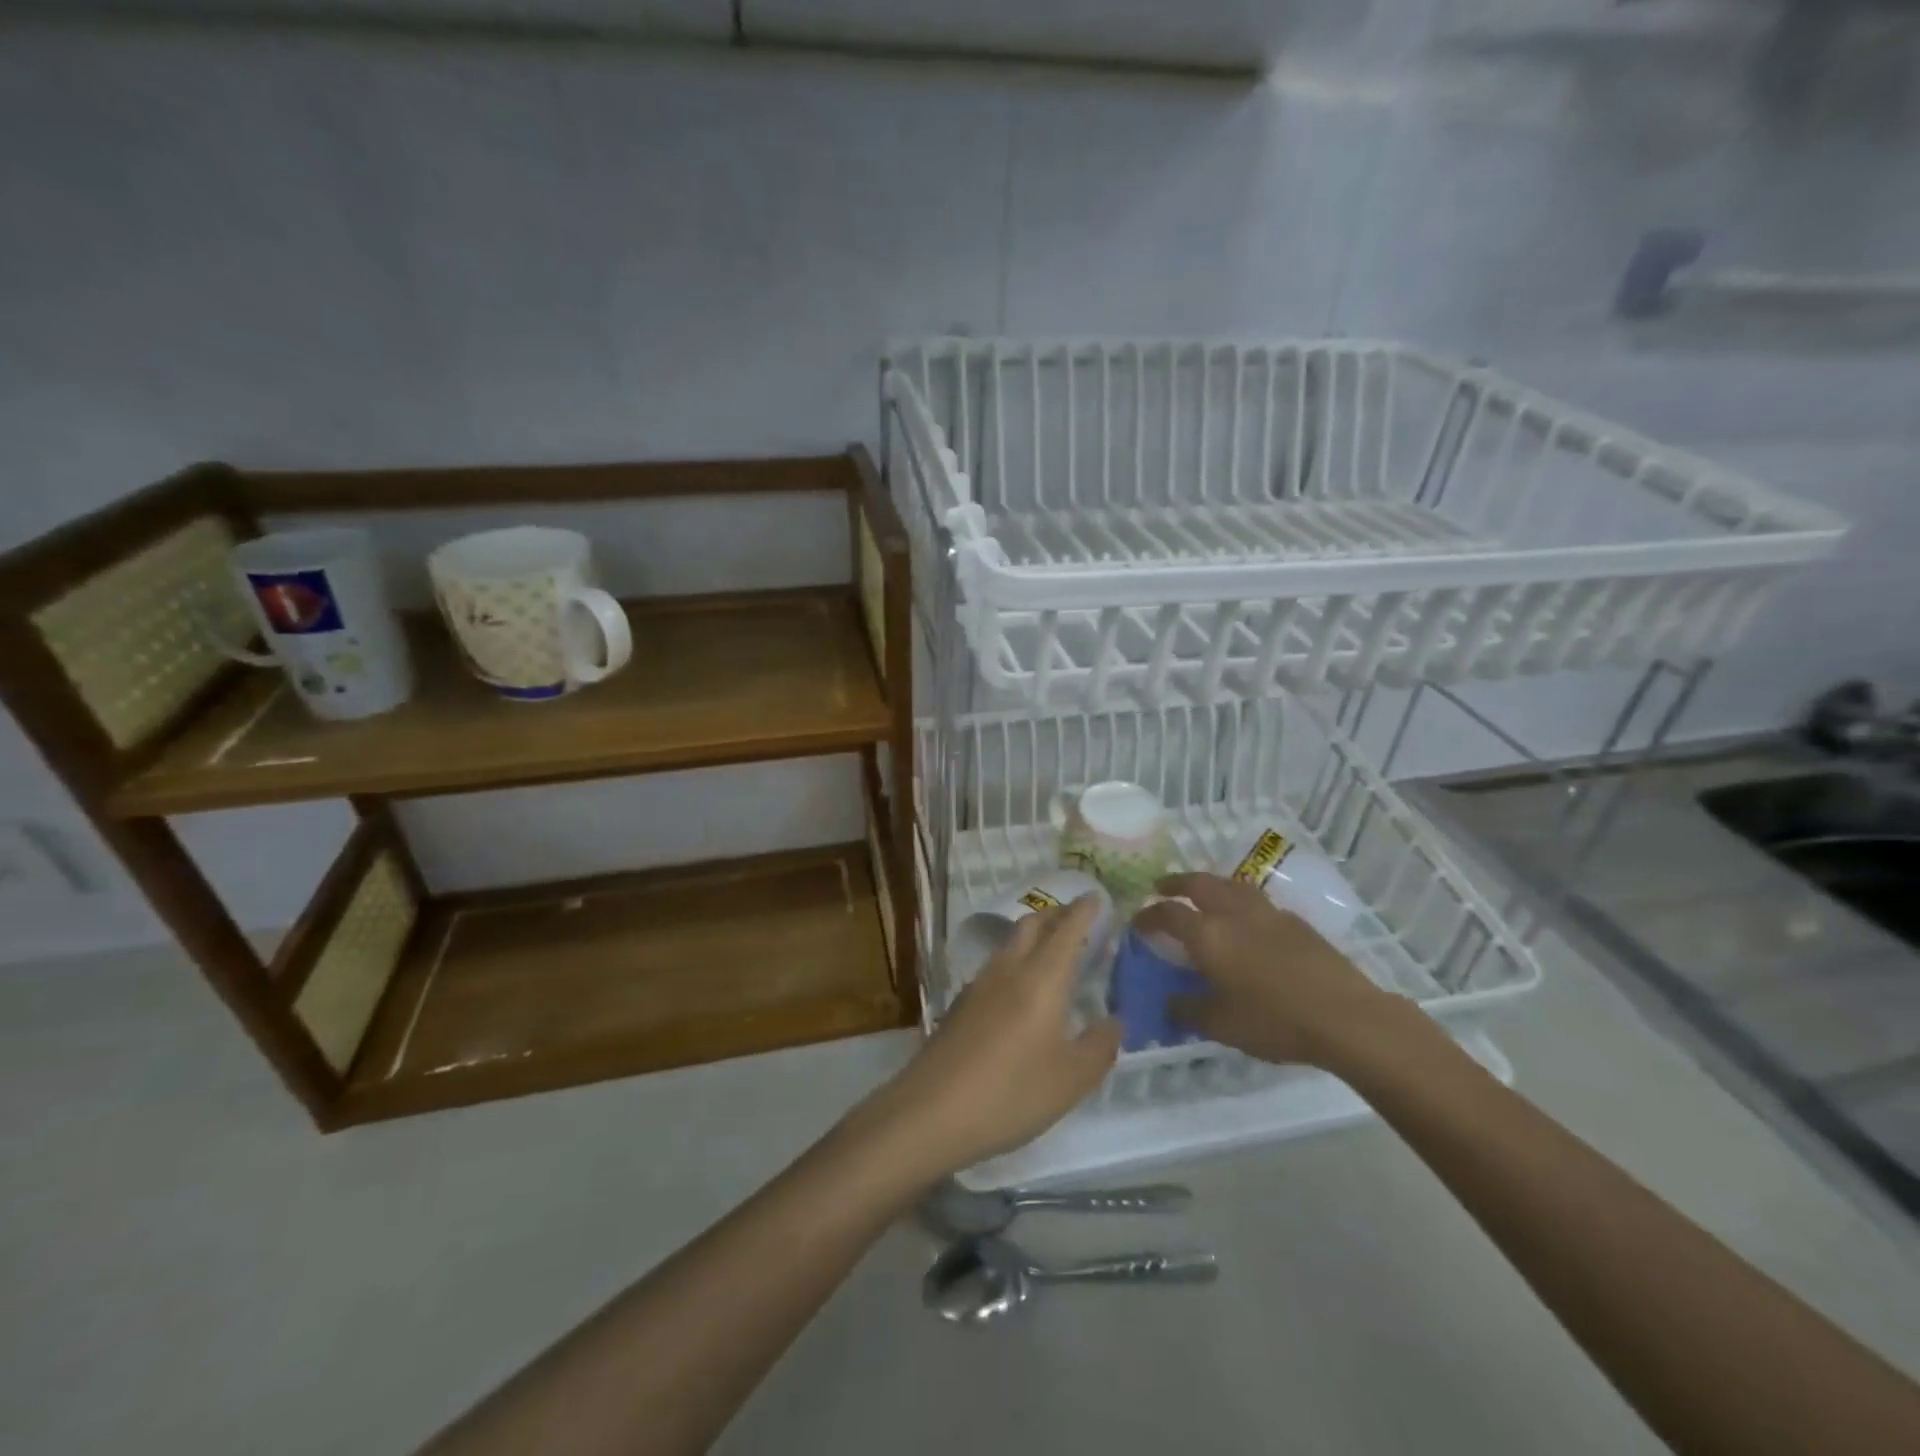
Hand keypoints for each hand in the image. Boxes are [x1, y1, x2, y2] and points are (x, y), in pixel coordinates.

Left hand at [860, 897, 1120, 1180]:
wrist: (930, 1111)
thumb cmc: (1011, 1093)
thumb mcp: (1071, 1079)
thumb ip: (1099, 1046)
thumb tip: (1114, 1020)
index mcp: (1042, 978)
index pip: (1067, 929)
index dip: (1084, 911)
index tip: (1097, 897)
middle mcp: (1009, 969)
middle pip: (1033, 924)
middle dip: (1057, 915)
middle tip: (1079, 920)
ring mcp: (979, 984)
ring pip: (1011, 943)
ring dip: (1034, 936)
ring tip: (1054, 953)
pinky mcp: (961, 1004)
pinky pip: (996, 966)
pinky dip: (1017, 961)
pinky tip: (1021, 990)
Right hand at [1134, 872, 1407, 1070]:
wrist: (1345, 1017)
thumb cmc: (1274, 1021)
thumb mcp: (1221, 1025)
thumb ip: (1188, 1010)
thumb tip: (1171, 1002)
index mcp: (1208, 935)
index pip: (1168, 913)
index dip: (1148, 915)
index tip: (1137, 922)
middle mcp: (1233, 913)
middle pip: (1198, 883)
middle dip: (1176, 883)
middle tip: (1162, 887)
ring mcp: (1267, 913)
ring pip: (1230, 884)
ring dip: (1209, 883)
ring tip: (1203, 892)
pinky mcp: (1296, 922)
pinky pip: (1257, 900)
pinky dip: (1240, 900)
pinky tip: (1246, 919)